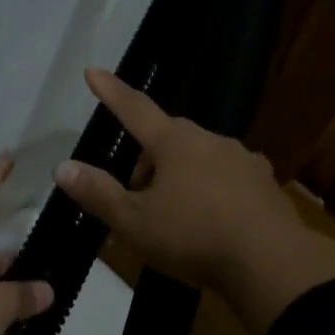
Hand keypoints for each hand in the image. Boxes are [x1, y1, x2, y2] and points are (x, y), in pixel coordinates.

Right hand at [53, 68, 334, 334]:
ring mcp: (241, 158)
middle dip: (147, 159)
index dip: (111, 91)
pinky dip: (210, 189)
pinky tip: (212, 219)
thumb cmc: (194, 238)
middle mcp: (209, 140)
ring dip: (179, 175)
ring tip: (174, 216)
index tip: (93, 71)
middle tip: (136, 196)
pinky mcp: (263, 182)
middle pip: (167, 137)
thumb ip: (99, 194)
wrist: (272, 263)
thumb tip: (62, 167)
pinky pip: (226, 176)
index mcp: (174, 143)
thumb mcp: (136, 223)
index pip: (134, 108)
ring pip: (198, 156)